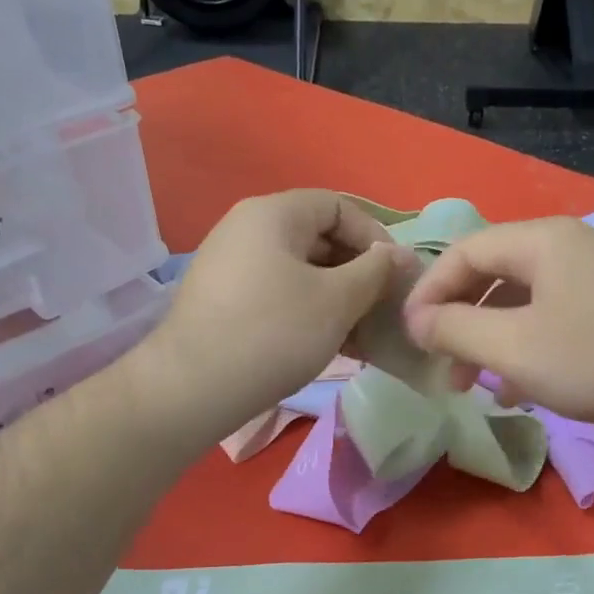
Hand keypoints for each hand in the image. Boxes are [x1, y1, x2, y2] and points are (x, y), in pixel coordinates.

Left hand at [134, 190, 416, 437]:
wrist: (193, 388)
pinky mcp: (222, 299)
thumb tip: (399, 254)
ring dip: (336, 297)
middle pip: (318, 237)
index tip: (395, 276)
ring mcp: (230, 264)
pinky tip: (327, 345)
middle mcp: (246, 228)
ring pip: (300, 270)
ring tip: (359, 336)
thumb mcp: (338, 300)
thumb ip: (376, 270)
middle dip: (357, 272)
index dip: (374, 236)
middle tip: (379, 309)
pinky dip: (307, 310)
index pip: (338, 206)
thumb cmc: (275, 332)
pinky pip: (277, 292)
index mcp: (273, 213)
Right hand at [402, 217, 593, 431]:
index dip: (429, 291)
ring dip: (490, 340)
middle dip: (460, 321)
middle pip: (493, 274)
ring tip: (473, 385)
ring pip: (522, 301)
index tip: (410, 334)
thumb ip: (455, 329)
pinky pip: (552, 316)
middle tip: (442, 364)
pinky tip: (518, 390)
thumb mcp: (513, 347)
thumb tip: (416, 320)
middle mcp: (568, 246)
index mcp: (541, 240)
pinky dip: (526, 347)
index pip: (465, 251)